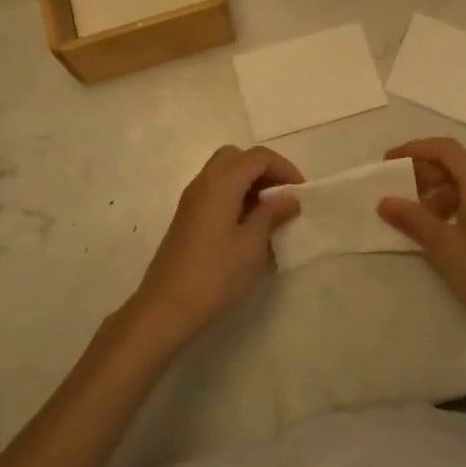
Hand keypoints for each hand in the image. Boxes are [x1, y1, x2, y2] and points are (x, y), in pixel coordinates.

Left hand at [128, 145, 303, 352]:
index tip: (301, 191)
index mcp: (220, 183)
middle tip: (283, 195)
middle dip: (263, 169)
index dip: (283, 167)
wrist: (164, 309)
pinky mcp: (187, 218)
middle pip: (237, 157)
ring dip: (249, 182)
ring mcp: (191, 200)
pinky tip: (248, 225)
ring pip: (224, 172)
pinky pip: (215, 190)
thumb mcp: (251, 246)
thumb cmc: (214, 276)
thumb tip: (289, 197)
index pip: (257, 157)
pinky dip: (235, 195)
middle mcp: (203, 182)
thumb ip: (271, 215)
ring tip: (270, 212)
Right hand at [378, 137, 465, 353]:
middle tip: (395, 190)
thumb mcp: (443, 246)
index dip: (414, 149)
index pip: (444, 149)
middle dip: (422, 173)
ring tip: (413, 218)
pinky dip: (452, 208)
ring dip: (436, 194)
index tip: (389, 162)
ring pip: (464, 187)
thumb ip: (412, 219)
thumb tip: (384, 201)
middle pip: (455, 166)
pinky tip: (439, 233)